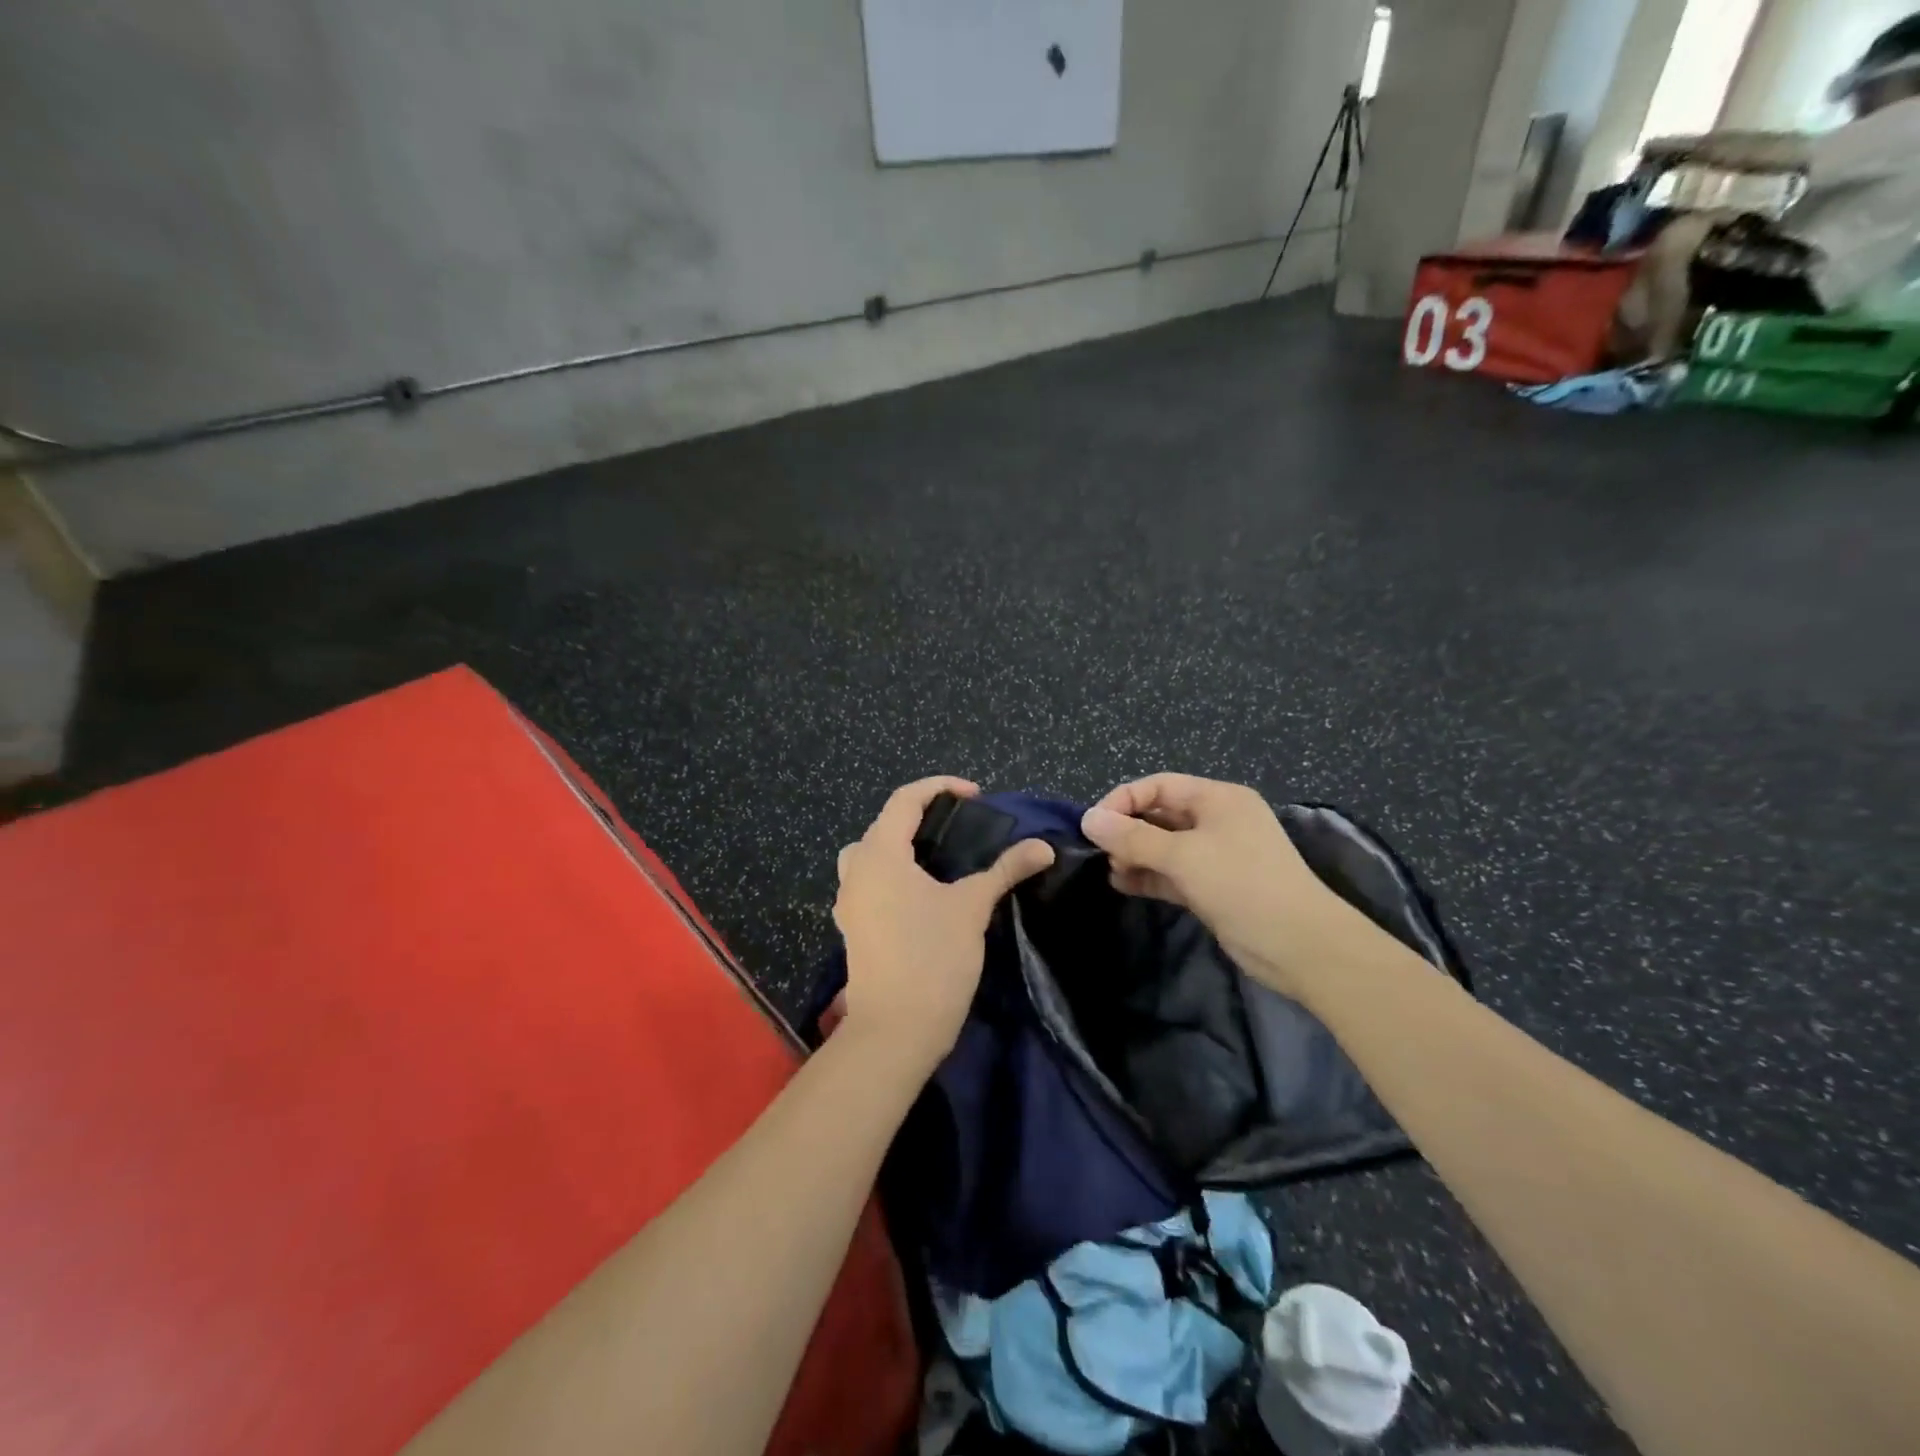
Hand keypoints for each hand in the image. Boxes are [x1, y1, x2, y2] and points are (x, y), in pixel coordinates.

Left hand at [834, 777, 1054, 1075]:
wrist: (895, 1031)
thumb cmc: (933, 958)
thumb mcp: (972, 906)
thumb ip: (1005, 870)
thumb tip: (1043, 846)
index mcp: (879, 854)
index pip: (904, 800)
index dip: (939, 787)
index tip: (975, 795)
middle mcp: (856, 870)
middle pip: (883, 824)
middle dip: (919, 815)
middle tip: (958, 824)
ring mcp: (849, 902)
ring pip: (870, 854)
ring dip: (900, 845)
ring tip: (938, 857)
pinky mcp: (852, 928)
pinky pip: (869, 883)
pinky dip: (893, 874)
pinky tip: (922, 894)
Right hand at [1080, 774, 1377, 1002]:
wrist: (1300, 946)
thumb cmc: (1242, 884)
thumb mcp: (1183, 856)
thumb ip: (1132, 838)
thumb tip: (1088, 819)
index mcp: (1218, 799)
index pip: (1159, 786)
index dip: (1123, 800)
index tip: (1093, 825)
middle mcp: (1217, 821)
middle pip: (1160, 814)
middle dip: (1127, 830)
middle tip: (1099, 852)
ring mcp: (1217, 855)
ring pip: (1164, 846)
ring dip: (1135, 855)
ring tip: (1111, 871)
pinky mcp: (1214, 887)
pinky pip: (1172, 873)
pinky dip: (1148, 876)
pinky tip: (1123, 885)